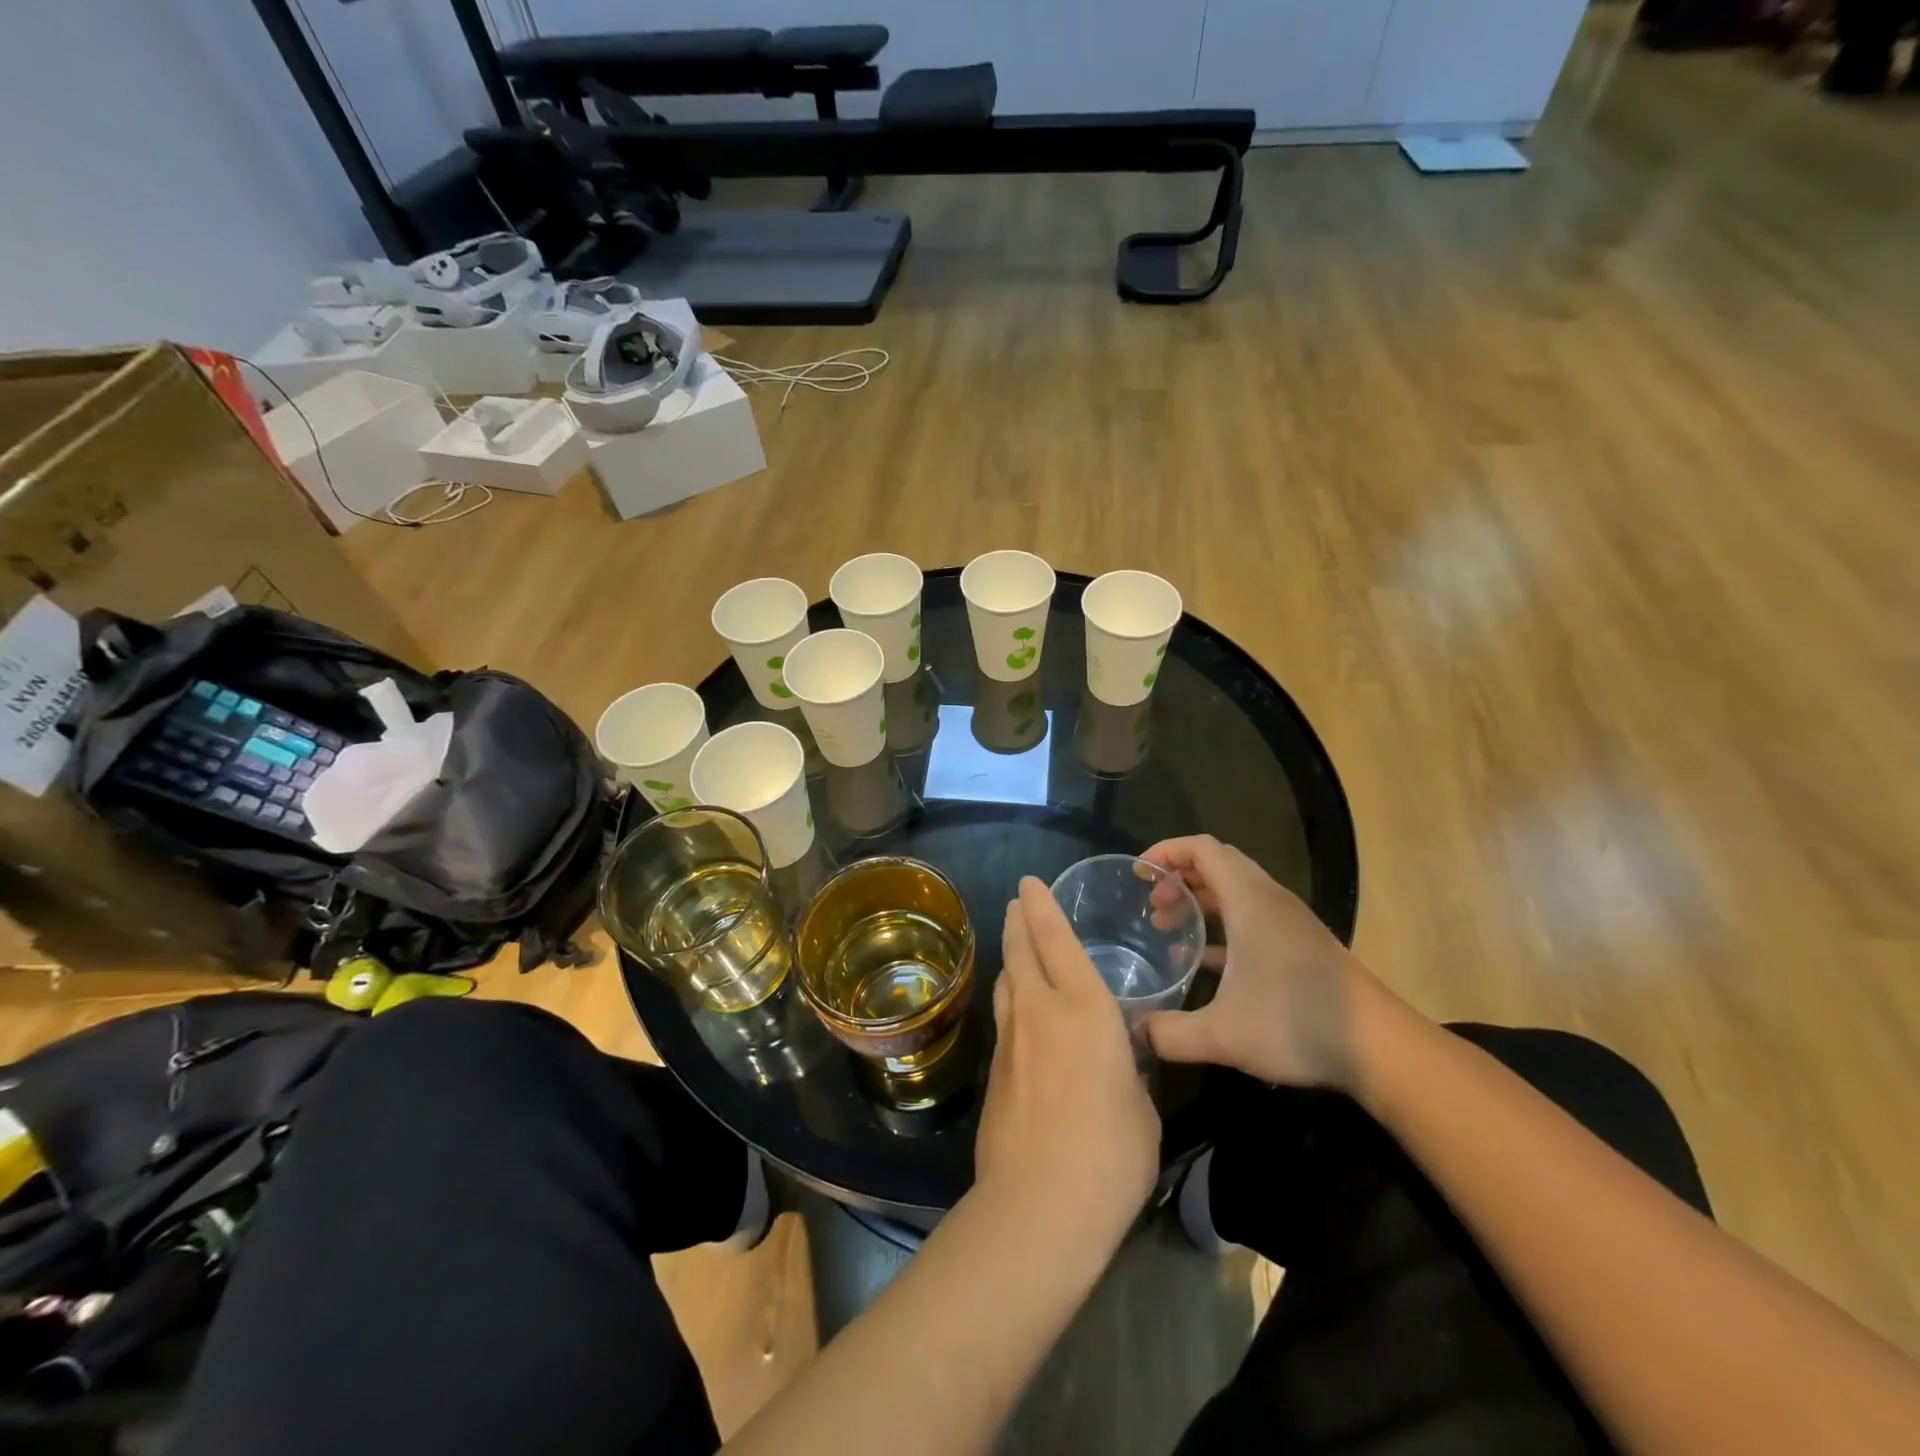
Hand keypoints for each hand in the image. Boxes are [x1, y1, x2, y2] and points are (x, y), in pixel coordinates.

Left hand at [975, 877, 1160, 1237]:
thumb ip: (1128, 1072)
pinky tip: (1017, 1009)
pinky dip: (1010, 998)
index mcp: (1085, 1010)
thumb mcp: (1141, 1107)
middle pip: (1021, 950)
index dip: (1043, 907)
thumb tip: (1118, 1062)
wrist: (1039, 1205)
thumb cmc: (1111, 1154)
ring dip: (1010, 956)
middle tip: (1017, 902)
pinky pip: (1004, 1016)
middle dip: (1018, 920)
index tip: (1031, 883)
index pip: (1057, 941)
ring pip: (1007, 980)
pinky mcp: (993, 1071)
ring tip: (1015, 945)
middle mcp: (1041, 1010)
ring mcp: (1011, 1039)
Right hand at [1140, 835, 1382, 1089]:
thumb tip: (1132, 1035)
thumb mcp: (1222, 1034)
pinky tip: (1202, 963)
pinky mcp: (1300, 945)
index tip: (1139, 874)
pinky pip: (1251, 916)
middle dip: (1179, 877)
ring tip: (1168, 928)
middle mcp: (1269, 900)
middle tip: (1152, 907)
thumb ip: (1169, 1034)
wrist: (1381, 1049)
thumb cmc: (1297, 1023)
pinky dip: (1222, 925)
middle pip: (1217, 864)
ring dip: (1199, 901)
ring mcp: (1288, 922)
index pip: (1202, 848)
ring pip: (1235, 890)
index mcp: (1250, 901)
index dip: (1167, 851)